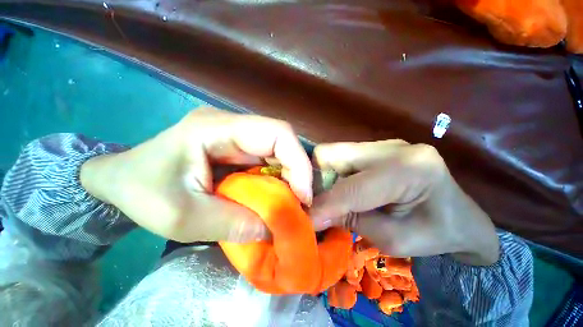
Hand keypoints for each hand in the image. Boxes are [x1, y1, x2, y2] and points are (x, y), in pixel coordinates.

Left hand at [80, 108, 312, 242]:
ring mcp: (236, 136)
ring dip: (288, 178)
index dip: (298, 162)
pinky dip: (277, 180)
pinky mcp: (237, 148)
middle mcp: (233, 125)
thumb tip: (274, 229)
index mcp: (217, 128)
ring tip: (289, 203)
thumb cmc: (141, 192)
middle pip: (283, 142)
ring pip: (279, 152)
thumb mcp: (182, 217)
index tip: (302, 196)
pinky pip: (268, 161)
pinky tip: (274, 197)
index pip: (277, 133)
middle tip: (300, 204)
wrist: (121, 180)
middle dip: (297, 173)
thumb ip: (232, 224)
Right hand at [310, 140, 499, 265]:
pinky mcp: (373, 149)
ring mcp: (381, 144)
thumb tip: (313, 215)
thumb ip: (352, 222)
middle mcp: (392, 147)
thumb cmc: (436, 235)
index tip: (305, 219)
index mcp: (410, 169)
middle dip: (316, 181)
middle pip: (331, 154)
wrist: (460, 216)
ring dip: (323, 178)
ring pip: (331, 154)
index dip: (324, 204)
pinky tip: (341, 190)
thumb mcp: (395, 239)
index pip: (353, 187)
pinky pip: (338, 158)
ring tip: (330, 199)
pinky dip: (331, 175)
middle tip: (317, 203)